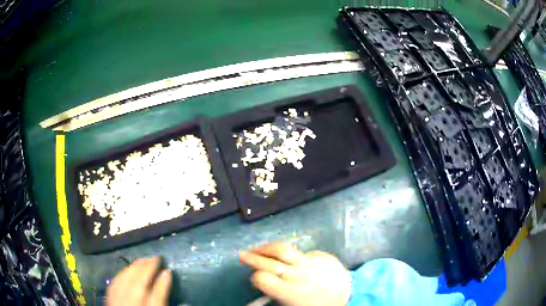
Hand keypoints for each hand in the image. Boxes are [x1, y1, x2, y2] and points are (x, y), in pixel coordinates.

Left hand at [106, 257, 171, 305]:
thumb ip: (162, 298)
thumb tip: (167, 277)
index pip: (157, 297)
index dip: (163, 283)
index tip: (167, 269)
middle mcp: (131, 305)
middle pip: (138, 285)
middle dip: (146, 269)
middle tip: (154, 257)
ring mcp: (118, 303)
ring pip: (124, 282)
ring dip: (133, 269)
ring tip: (142, 260)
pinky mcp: (109, 301)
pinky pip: (114, 284)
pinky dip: (121, 275)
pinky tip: (126, 271)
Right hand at [239, 242, 351, 305]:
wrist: (347, 296)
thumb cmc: (315, 305)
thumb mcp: (291, 305)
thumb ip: (274, 295)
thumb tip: (256, 290)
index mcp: (290, 292)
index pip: (262, 279)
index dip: (256, 278)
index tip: (257, 279)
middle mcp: (298, 275)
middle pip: (269, 261)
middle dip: (252, 257)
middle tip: (241, 254)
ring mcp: (311, 263)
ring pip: (282, 249)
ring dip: (266, 248)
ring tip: (258, 249)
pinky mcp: (321, 255)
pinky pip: (300, 251)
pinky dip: (290, 254)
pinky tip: (290, 259)